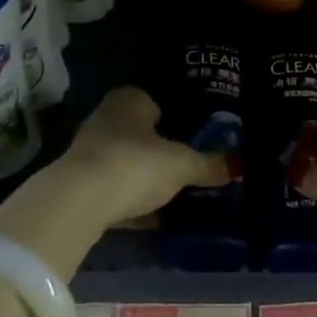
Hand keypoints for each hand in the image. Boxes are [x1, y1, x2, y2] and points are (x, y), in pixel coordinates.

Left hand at [58, 86, 228, 228]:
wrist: (78, 202)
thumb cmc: (135, 164)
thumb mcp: (181, 165)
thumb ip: (208, 164)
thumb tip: (237, 165)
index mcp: (130, 99)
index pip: (158, 102)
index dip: (177, 119)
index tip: (196, 138)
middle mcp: (106, 117)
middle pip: (142, 133)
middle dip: (161, 149)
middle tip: (189, 166)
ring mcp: (89, 151)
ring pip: (127, 161)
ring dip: (144, 176)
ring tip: (175, 193)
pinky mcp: (79, 183)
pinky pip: (114, 188)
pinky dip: (131, 199)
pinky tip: (151, 217)